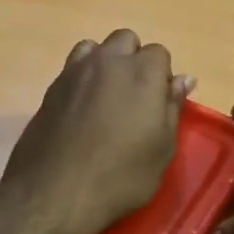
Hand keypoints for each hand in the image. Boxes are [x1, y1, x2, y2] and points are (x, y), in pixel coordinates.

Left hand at [2, 29, 193, 233]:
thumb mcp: (162, 148)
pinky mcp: (50, 89)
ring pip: (94, 48)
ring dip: (104, 62)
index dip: (161, 76)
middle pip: (125, 40)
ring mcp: (74, 72)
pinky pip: (71, 69)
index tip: (158, 103)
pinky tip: (81, 110)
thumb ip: (172, 107)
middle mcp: (108, 61)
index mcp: (142, 72)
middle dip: (133, 59)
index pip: (159, 52)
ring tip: (105, 97)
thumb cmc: (121, 176)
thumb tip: (184, 79)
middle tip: (134, 97)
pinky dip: (81, 79)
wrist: (54, 193)